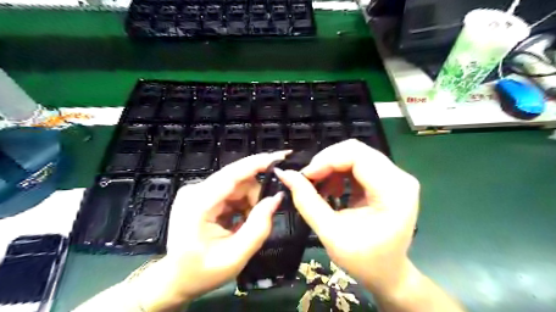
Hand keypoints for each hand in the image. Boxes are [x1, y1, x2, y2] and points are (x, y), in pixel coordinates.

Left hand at [132, 151, 288, 308]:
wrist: (176, 279)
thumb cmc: (202, 273)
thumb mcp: (236, 256)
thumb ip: (259, 226)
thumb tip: (277, 197)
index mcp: (197, 205)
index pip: (232, 174)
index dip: (258, 163)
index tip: (281, 157)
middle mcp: (195, 190)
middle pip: (238, 179)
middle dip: (256, 195)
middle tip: (263, 217)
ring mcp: (197, 191)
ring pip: (237, 185)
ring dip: (249, 202)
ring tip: (246, 225)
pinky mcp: (202, 194)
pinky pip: (231, 191)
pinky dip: (242, 204)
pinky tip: (239, 222)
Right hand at [275, 139, 419, 296]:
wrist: (388, 274)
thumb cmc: (364, 260)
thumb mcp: (331, 233)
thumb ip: (307, 202)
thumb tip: (286, 174)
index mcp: (394, 191)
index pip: (358, 156)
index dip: (327, 160)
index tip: (306, 176)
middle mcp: (399, 177)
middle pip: (356, 151)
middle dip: (327, 161)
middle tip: (308, 180)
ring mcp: (395, 177)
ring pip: (355, 154)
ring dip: (331, 166)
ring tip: (319, 187)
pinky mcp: (386, 179)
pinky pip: (357, 164)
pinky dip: (338, 172)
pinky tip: (332, 189)